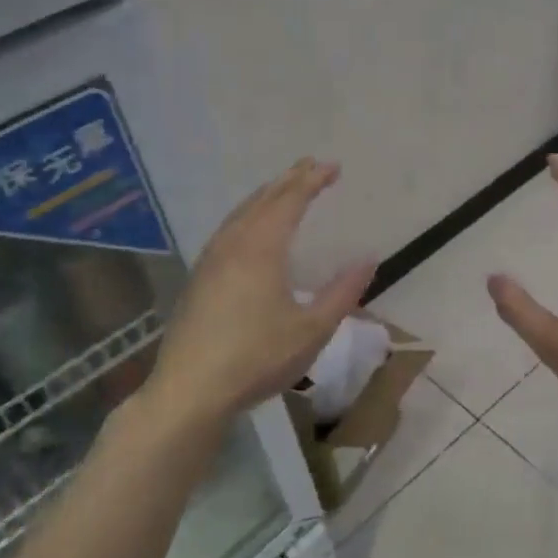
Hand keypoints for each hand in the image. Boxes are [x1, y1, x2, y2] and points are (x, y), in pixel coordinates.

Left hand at [149, 159, 376, 421]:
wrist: (190, 391)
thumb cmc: (257, 358)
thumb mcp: (312, 329)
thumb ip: (342, 292)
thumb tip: (368, 259)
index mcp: (261, 249)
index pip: (289, 201)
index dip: (312, 180)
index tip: (333, 167)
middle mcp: (232, 245)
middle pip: (262, 200)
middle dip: (289, 180)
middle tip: (311, 166)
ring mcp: (209, 261)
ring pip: (239, 214)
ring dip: (265, 196)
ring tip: (283, 190)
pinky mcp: (198, 280)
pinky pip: (227, 231)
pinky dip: (246, 217)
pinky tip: (248, 231)